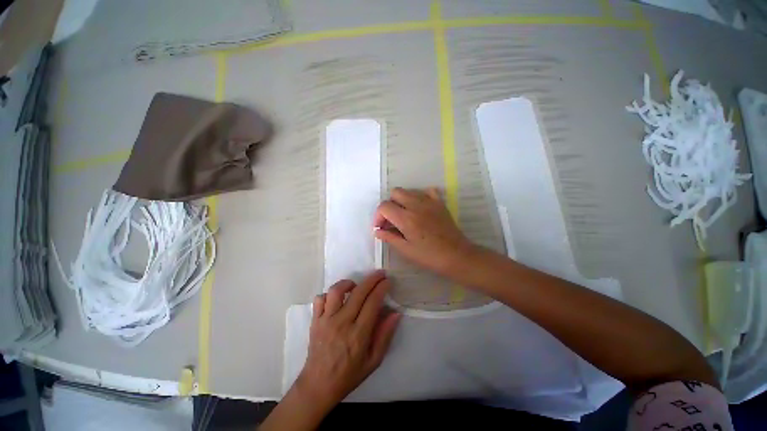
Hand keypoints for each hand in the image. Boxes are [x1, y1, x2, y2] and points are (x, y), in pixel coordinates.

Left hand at [295, 271, 401, 410]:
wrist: (318, 386)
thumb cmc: (349, 374)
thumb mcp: (373, 361)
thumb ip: (385, 336)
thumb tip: (395, 313)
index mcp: (358, 335)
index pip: (372, 303)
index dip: (381, 288)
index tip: (387, 281)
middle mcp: (342, 323)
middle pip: (358, 292)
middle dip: (372, 279)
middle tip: (380, 273)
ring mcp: (326, 321)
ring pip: (336, 291)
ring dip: (348, 283)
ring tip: (356, 285)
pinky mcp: (315, 321)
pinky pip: (320, 299)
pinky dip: (329, 294)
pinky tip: (337, 299)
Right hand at [374, 187, 477, 277]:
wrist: (456, 256)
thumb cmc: (429, 256)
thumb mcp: (405, 250)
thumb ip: (389, 238)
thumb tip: (378, 231)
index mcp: (406, 218)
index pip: (384, 206)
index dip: (378, 216)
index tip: (381, 227)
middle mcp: (416, 205)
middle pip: (395, 192)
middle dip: (389, 205)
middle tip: (392, 220)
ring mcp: (429, 202)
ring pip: (409, 190)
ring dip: (402, 201)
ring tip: (404, 216)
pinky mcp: (439, 203)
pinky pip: (426, 191)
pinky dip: (419, 196)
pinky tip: (419, 208)